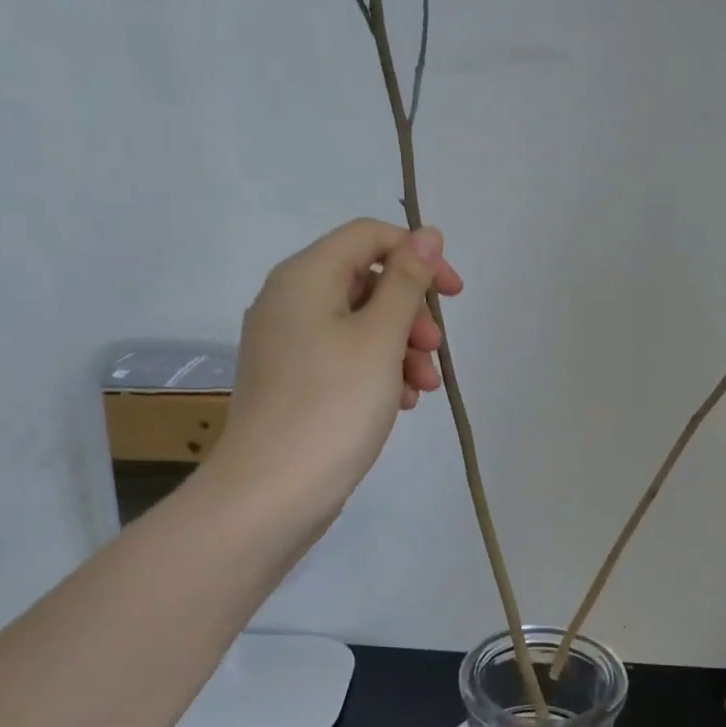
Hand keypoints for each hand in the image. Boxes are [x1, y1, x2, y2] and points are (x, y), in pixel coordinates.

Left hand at [210, 218, 461, 523]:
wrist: (271, 492)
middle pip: (366, 281)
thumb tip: (427, 234)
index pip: (369, 237)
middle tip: (435, 350)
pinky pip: (343, 357)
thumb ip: (406, 281)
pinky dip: (377, 371)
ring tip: (423, 389)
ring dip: (401, 348)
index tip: (453, 294)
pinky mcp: (293, 381)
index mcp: (304, 277)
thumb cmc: (333, 405)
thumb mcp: (380, 337)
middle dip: (411, 313)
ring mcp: (287, 344)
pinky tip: (399, 404)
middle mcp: (289, 301)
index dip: (417, 255)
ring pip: (360, 325)